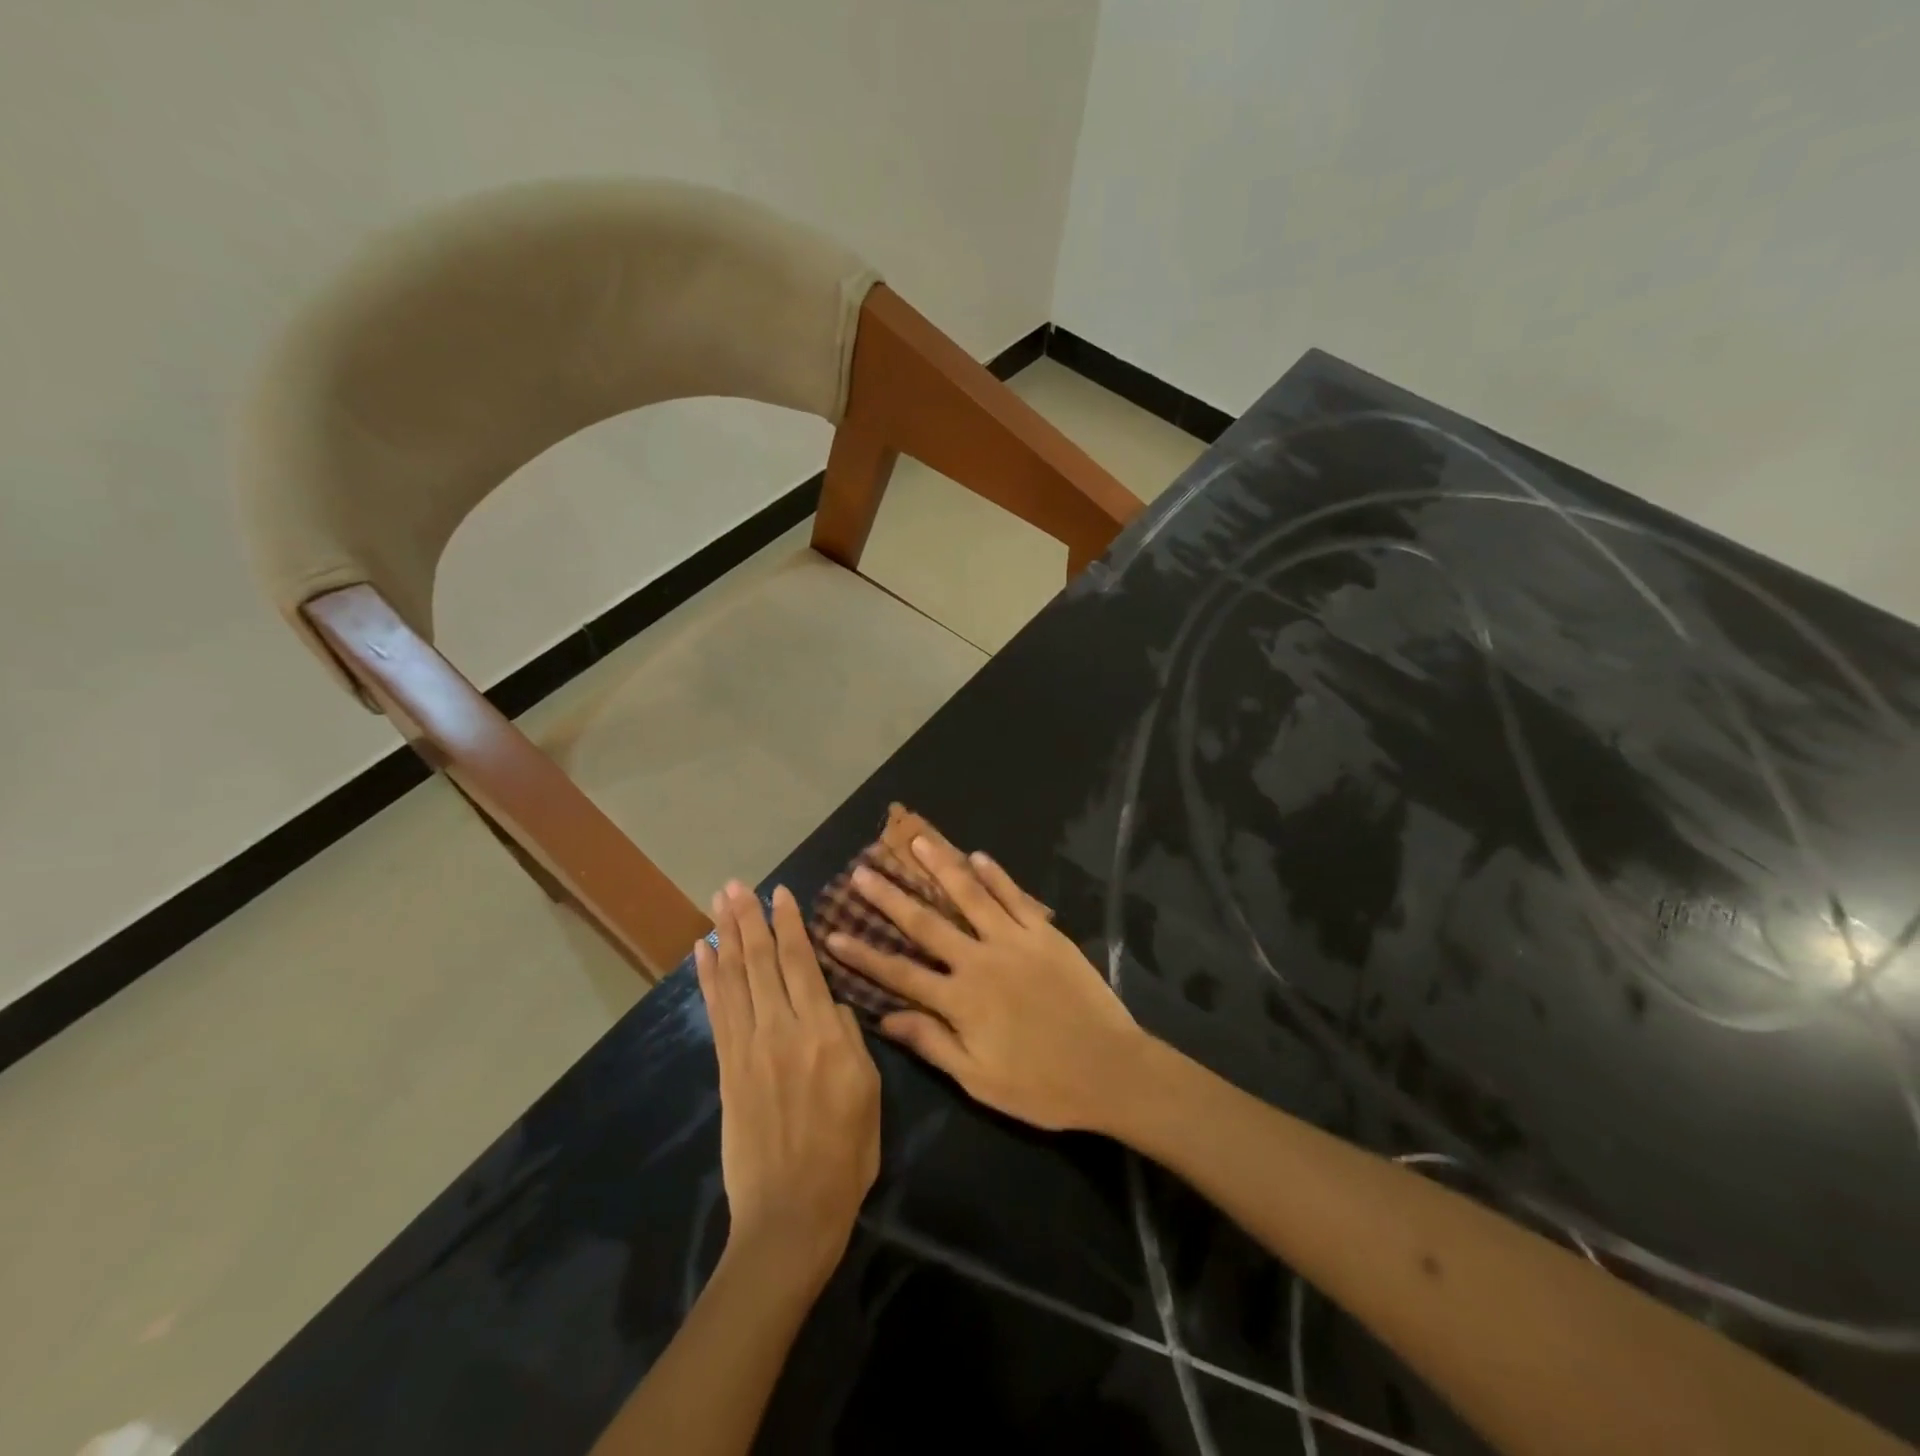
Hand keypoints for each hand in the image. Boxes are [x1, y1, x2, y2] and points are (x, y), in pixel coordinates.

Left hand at [696, 883, 880, 1288]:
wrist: (791, 1214)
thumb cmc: (845, 1154)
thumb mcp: (870, 1092)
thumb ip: (850, 1040)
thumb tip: (832, 1007)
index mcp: (824, 1034)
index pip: (802, 964)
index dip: (790, 926)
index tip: (781, 893)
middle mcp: (782, 1030)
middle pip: (762, 962)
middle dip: (749, 919)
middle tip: (736, 885)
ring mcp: (749, 1048)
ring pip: (736, 980)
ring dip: (726, 937)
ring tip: (718, 904)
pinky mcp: (728, 1069)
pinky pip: (717, 1012)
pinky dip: (708, 980)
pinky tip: (702, 955)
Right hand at [826, 837, 1146, 1132]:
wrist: (1110, 1069)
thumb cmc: (1042, 1086)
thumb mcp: (979, 1079)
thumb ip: (932, 1044)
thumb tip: (885, 1019)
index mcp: (960, 1001)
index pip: (900, 973)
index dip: (864, 954)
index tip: (833, 932)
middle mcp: (980, 961)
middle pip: (926, 923)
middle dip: (890, 897)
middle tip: (862, 871)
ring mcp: (1014, 942)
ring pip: (969, 896)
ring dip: (940, 867)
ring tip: (916, 840)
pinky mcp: (1045, 934)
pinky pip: (1015, 898)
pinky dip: (996, 875)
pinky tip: (977, 855)